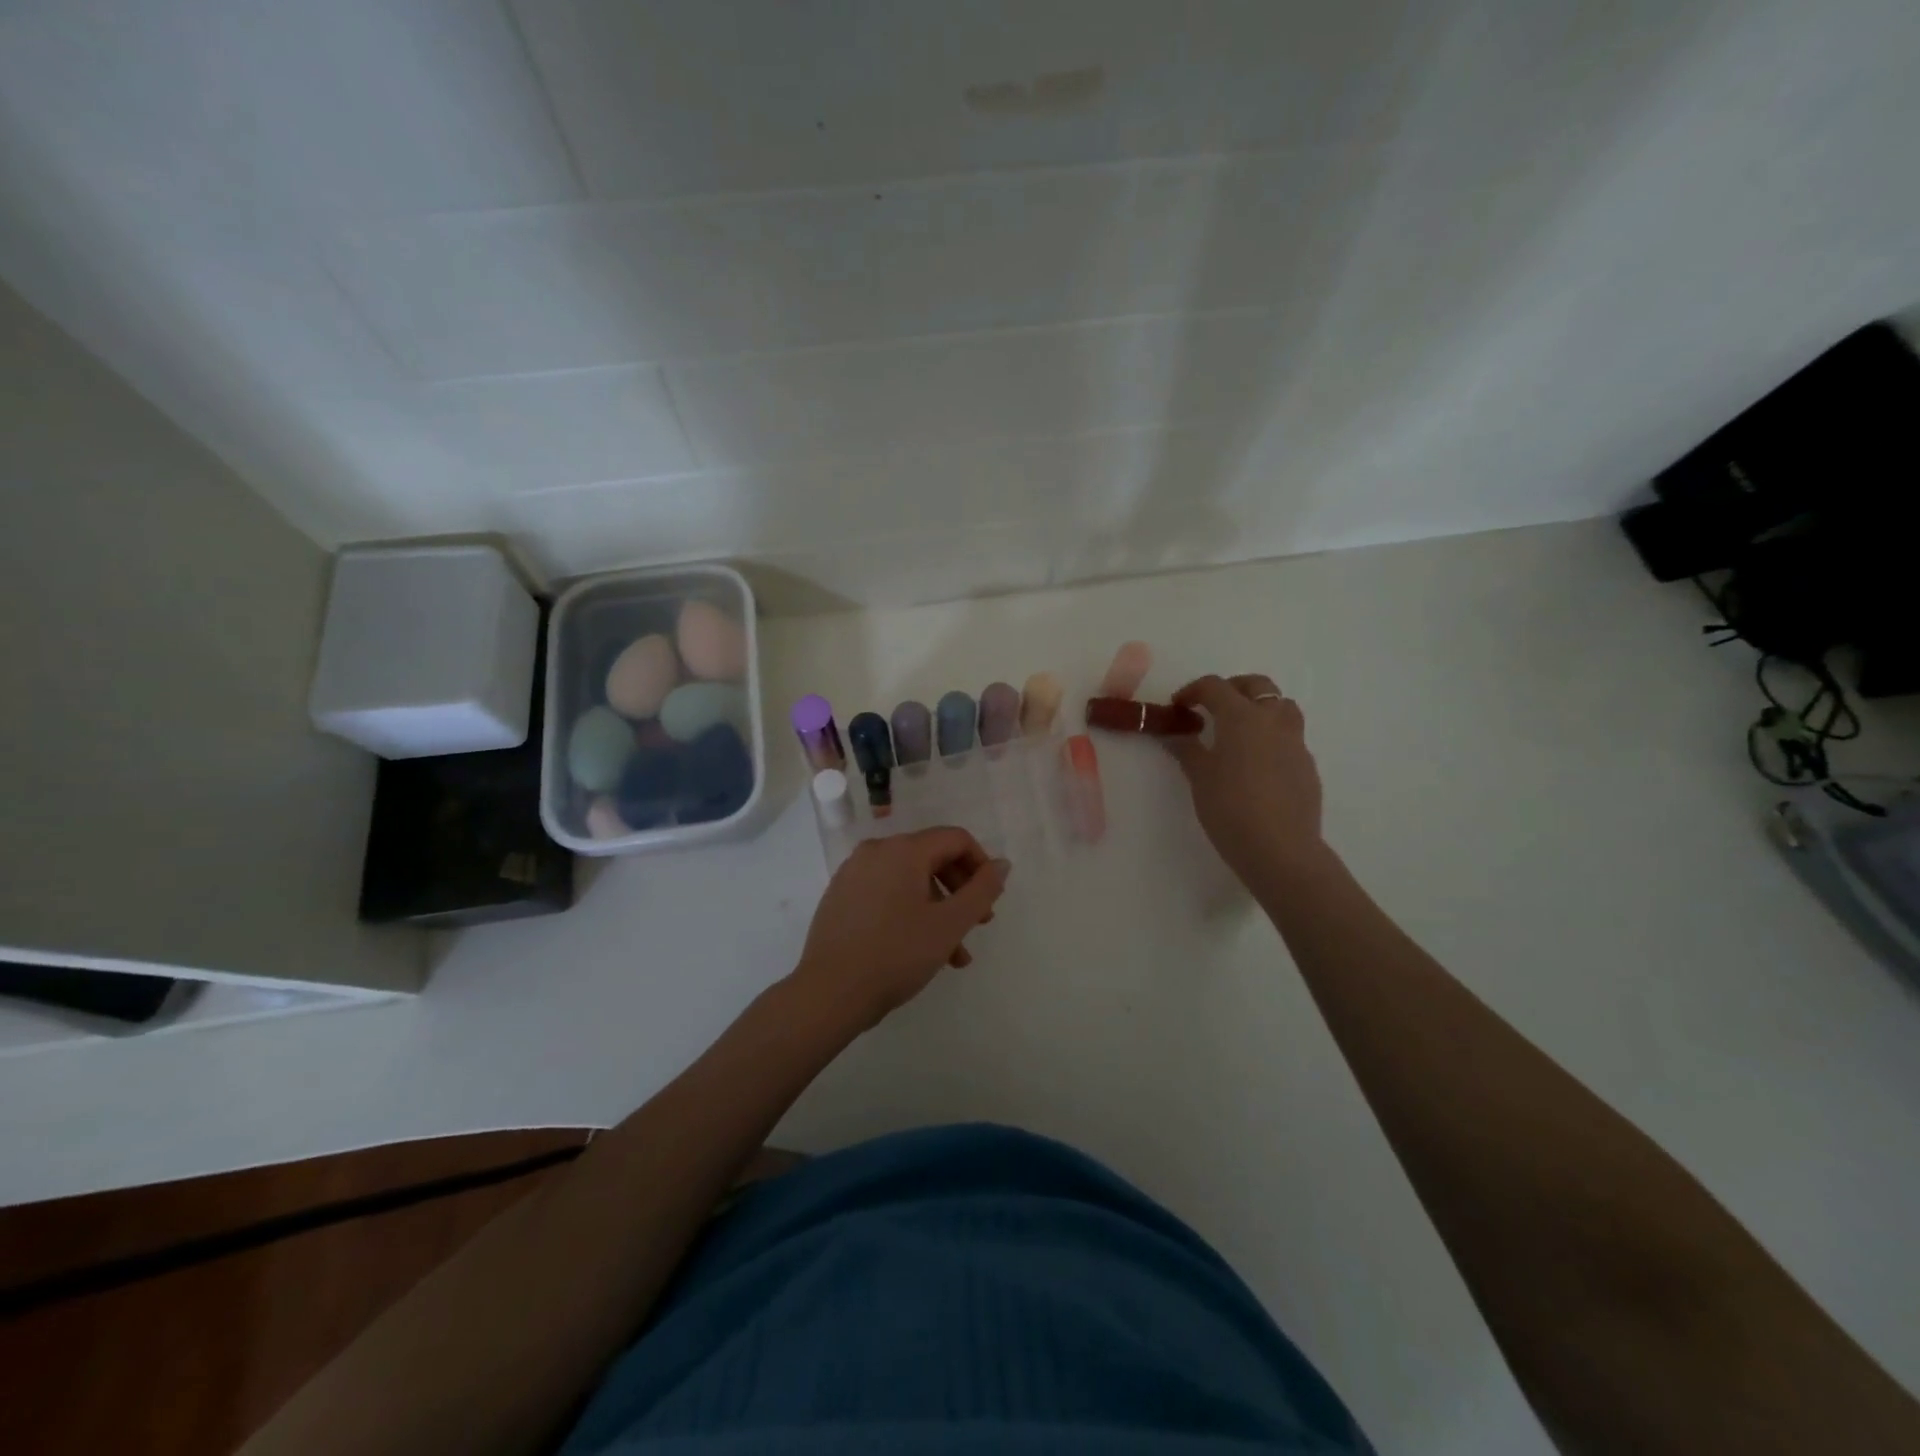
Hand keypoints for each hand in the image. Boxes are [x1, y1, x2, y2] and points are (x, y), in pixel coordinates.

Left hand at [789, 828, 1009, 1032]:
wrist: (830, 992)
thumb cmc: (897, 953)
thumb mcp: (950, 924)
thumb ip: (982, 890)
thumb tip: (1002, 864)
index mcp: (903, 849)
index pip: (955, 839)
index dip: (981, 864)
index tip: (990, 900)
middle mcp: (875, 851)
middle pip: (932, 857)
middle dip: (961, 890)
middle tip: (979, 924)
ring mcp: (853, 874)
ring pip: (910, 881)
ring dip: (938, 909)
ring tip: (955, 954)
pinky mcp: (840, 897)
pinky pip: (886, 894)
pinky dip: (910, 912)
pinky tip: (921, 950)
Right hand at [1167, 674, 1325, 885]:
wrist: (1280, 849)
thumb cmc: (1231, 808)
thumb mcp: (1199, 778)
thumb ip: (1187, 749)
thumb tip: (1175, 734)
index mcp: (1241, 717)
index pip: (1215, 686)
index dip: (1192, 691)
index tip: (1178, 707)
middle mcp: (1272, 720)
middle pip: (1256, 685)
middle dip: (1231, 689)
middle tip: (1211, 708)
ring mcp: (1295, 742)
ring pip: (1281, 706)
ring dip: (1259, 707)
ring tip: (1239, 731)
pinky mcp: (1307, 765)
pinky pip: (1290, 737)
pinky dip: (1271, 737)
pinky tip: (1257, 764)